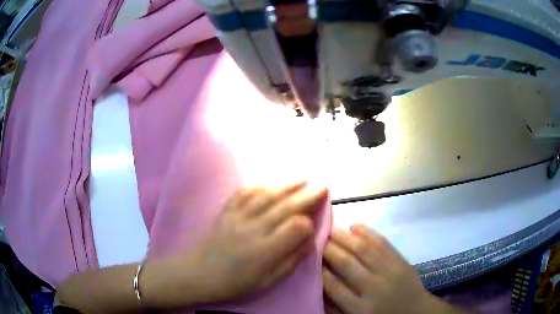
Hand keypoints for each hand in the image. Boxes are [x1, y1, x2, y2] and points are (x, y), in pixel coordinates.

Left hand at [177, 182, 328, 303]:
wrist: (197, 273)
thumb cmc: (234, 283)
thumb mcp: (267, 282)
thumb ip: (290, 261)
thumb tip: (308, 241)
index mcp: (266, 250)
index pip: (296, 227)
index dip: (308, 222)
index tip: (313, 223)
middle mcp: (254, 228)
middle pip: (286, 206)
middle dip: (307, 194)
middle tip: (323, 185)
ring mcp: (238, 216)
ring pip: (267, 195)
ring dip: (287, 184)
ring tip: (303, 177)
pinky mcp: (226, 210)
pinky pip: (244, 193)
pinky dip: (259, 184)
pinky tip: (269, 181)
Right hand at [322, 225, 436, 313]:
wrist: (416, 312)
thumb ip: (336, 307)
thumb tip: (318, 287)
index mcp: (359, 309)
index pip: (333, 286)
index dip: (319, 270)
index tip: (308, 258)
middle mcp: (373, 288)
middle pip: (346, 264)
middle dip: (328, 249)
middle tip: (315, 239)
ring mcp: (389, 271)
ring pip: (363, 249)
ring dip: (344, 237)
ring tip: (330, 229)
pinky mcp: (401, 260)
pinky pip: (382, 243)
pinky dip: (368, 232)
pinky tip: (355, 225)